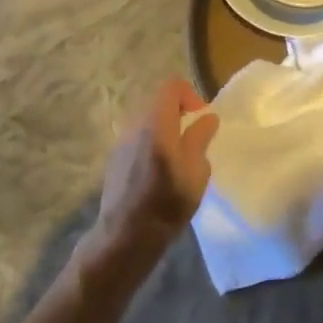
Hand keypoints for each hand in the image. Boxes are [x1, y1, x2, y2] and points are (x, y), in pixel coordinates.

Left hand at [89, 79, 219, 262]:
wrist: (126, 236)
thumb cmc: (167, 203)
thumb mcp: (196, 171)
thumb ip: (200, 138)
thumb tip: (207, 118)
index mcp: (156, 123)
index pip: (171, 86)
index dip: (190, 95)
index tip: (201, 117)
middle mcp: (135, 125)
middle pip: (157, 102)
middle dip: (178, 112)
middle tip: (194, 136)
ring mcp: (121, 141)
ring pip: (147, 121)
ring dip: (164, 129)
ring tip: (179, 155)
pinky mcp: (115, 158)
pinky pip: (137, 138)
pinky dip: (152, 142)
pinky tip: (160, 170)